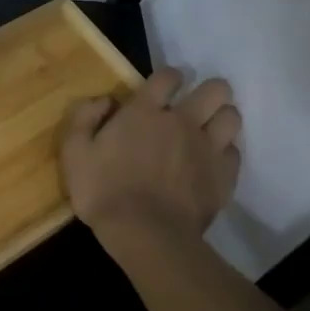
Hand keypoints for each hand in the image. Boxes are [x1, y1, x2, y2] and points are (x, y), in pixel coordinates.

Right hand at [61, 69, 241, 252]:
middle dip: (210, 92)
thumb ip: (85, 118)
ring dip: (222, 119)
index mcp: (145, 111)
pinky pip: (235, 154)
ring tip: (209, 131)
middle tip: (196, 106)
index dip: (169, 77)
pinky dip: (225, 154)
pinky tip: (212, 163)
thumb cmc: (103, 191)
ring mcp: (207, 149)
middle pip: (215, 89)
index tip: (164, 88)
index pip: (169, 76)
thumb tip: (105, 100)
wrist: (144, 234)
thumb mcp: (74, 152)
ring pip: (232, 117)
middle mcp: (182, 121)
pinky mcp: (223, 177)